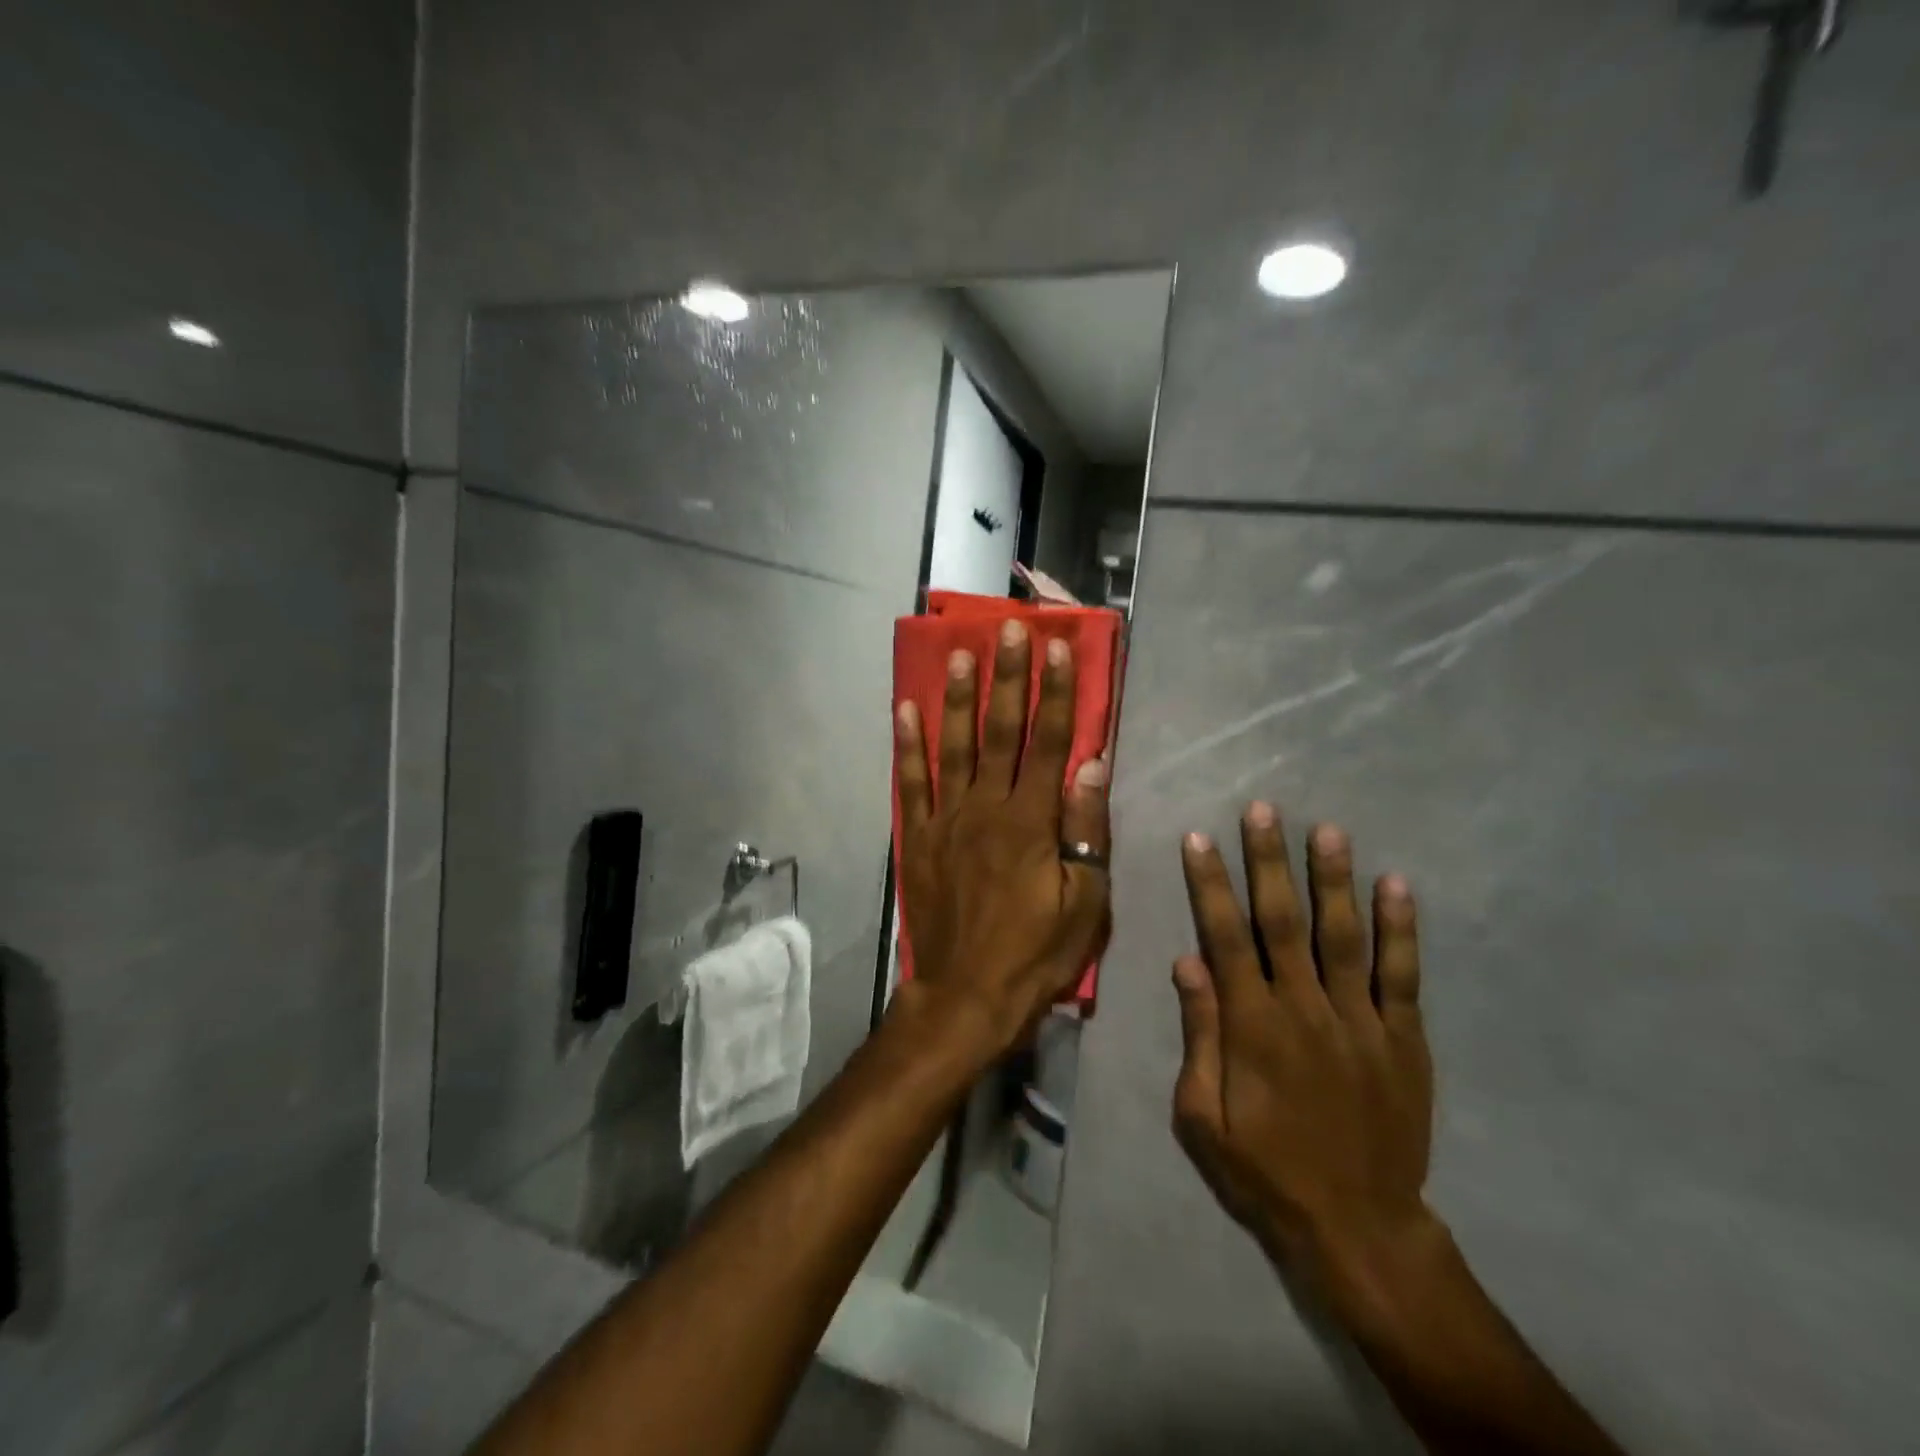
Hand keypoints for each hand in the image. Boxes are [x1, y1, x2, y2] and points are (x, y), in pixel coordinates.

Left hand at [892, 620, 1110, 1056]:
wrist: (966, 996)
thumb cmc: (1035, 955)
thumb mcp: (1085, 904)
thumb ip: (1086, 831)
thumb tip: (1092, 765)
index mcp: (1032, 822)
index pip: (1049, 743)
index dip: (1057, 693)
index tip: (1059, 649)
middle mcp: (986, 808)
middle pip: (1000, 731)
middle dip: (1007, 677)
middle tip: (1008, 629)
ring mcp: (946, 820)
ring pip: (953, 746)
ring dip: (957, 697)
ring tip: (958, 653)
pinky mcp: (918, 838)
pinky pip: (911, 783)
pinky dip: (907, 746)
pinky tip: (905, 709)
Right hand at [1171, 804, 1436, 1306]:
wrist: (1358, 1226)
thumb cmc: (1265, 1169)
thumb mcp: (1202, 1116)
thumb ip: (1199, 1035)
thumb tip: (1187, 962)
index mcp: (1251, 1025)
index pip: (1224, 937)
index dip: (1210, 885)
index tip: (1199, 839)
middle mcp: (1304, 1008)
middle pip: (1282, 921)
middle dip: (1269, 861)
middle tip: (1264, 810)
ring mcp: (1360, 1021)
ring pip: (1343, 936)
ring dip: (1333, 880)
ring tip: (1328, 830)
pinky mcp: (1403, 1040)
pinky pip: (1402, 976)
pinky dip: (1400, 929)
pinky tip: (1396, 885)